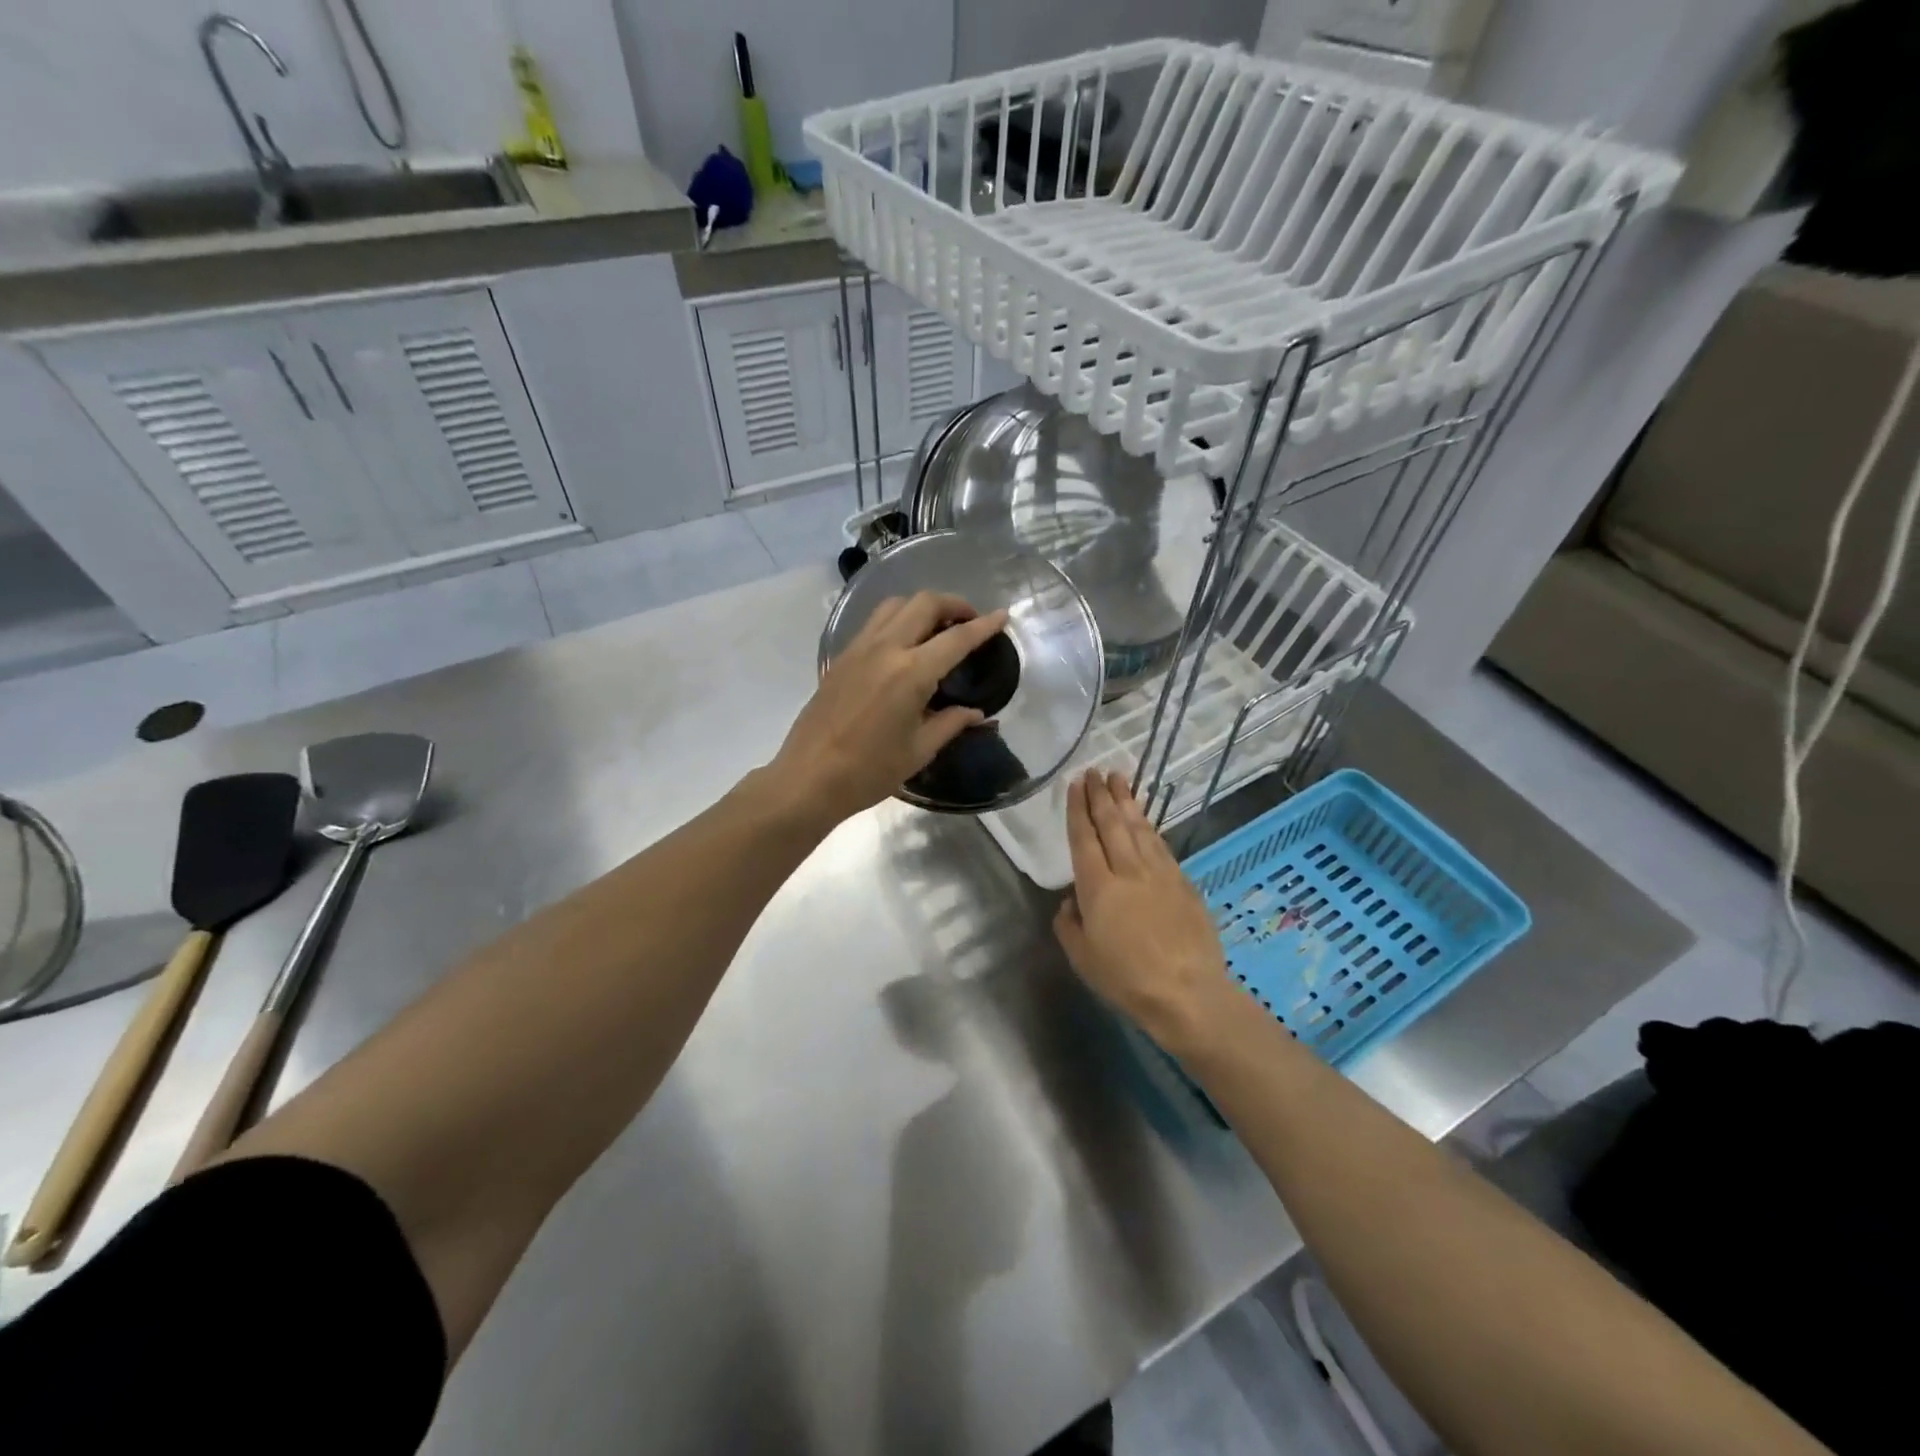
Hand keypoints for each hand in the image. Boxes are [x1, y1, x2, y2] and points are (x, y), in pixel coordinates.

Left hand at [774, 592, 1010, 824]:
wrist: (809, 778)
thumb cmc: (869, 771)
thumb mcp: (919, 750)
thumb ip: (951, 723)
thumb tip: (976, 713)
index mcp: (911, 673)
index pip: (957, 638)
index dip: (984, 625)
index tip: (1002, 616)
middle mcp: (885, 649)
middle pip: (924, 603)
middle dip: (954, 604)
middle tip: (969, 620)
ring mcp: (858, 649)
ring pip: (895, 604)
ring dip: (922, 606)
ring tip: (937, 626)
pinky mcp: (841, 657)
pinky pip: (874, 622)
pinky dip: (897, 618)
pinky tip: (904, 643)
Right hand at [1054, 770, 1237, 1055]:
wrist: (1188, 993)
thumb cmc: (1126, 979)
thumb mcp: (1082, 958)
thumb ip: (1069, 925)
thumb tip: (1071, 903)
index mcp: (1098, 887)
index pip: (1084, 838)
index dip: (1079, 809)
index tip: (1076, 783)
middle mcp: (1128, 871)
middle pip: (1113, 824)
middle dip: (1102, 795)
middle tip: (1096, 771)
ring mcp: (1160, 875)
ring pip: (1140, 829)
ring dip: (1128, 802)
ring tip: (1120, 780)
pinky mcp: (1184, 884)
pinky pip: (1161, 846)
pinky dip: (1150, 828)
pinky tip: (1146, 821)